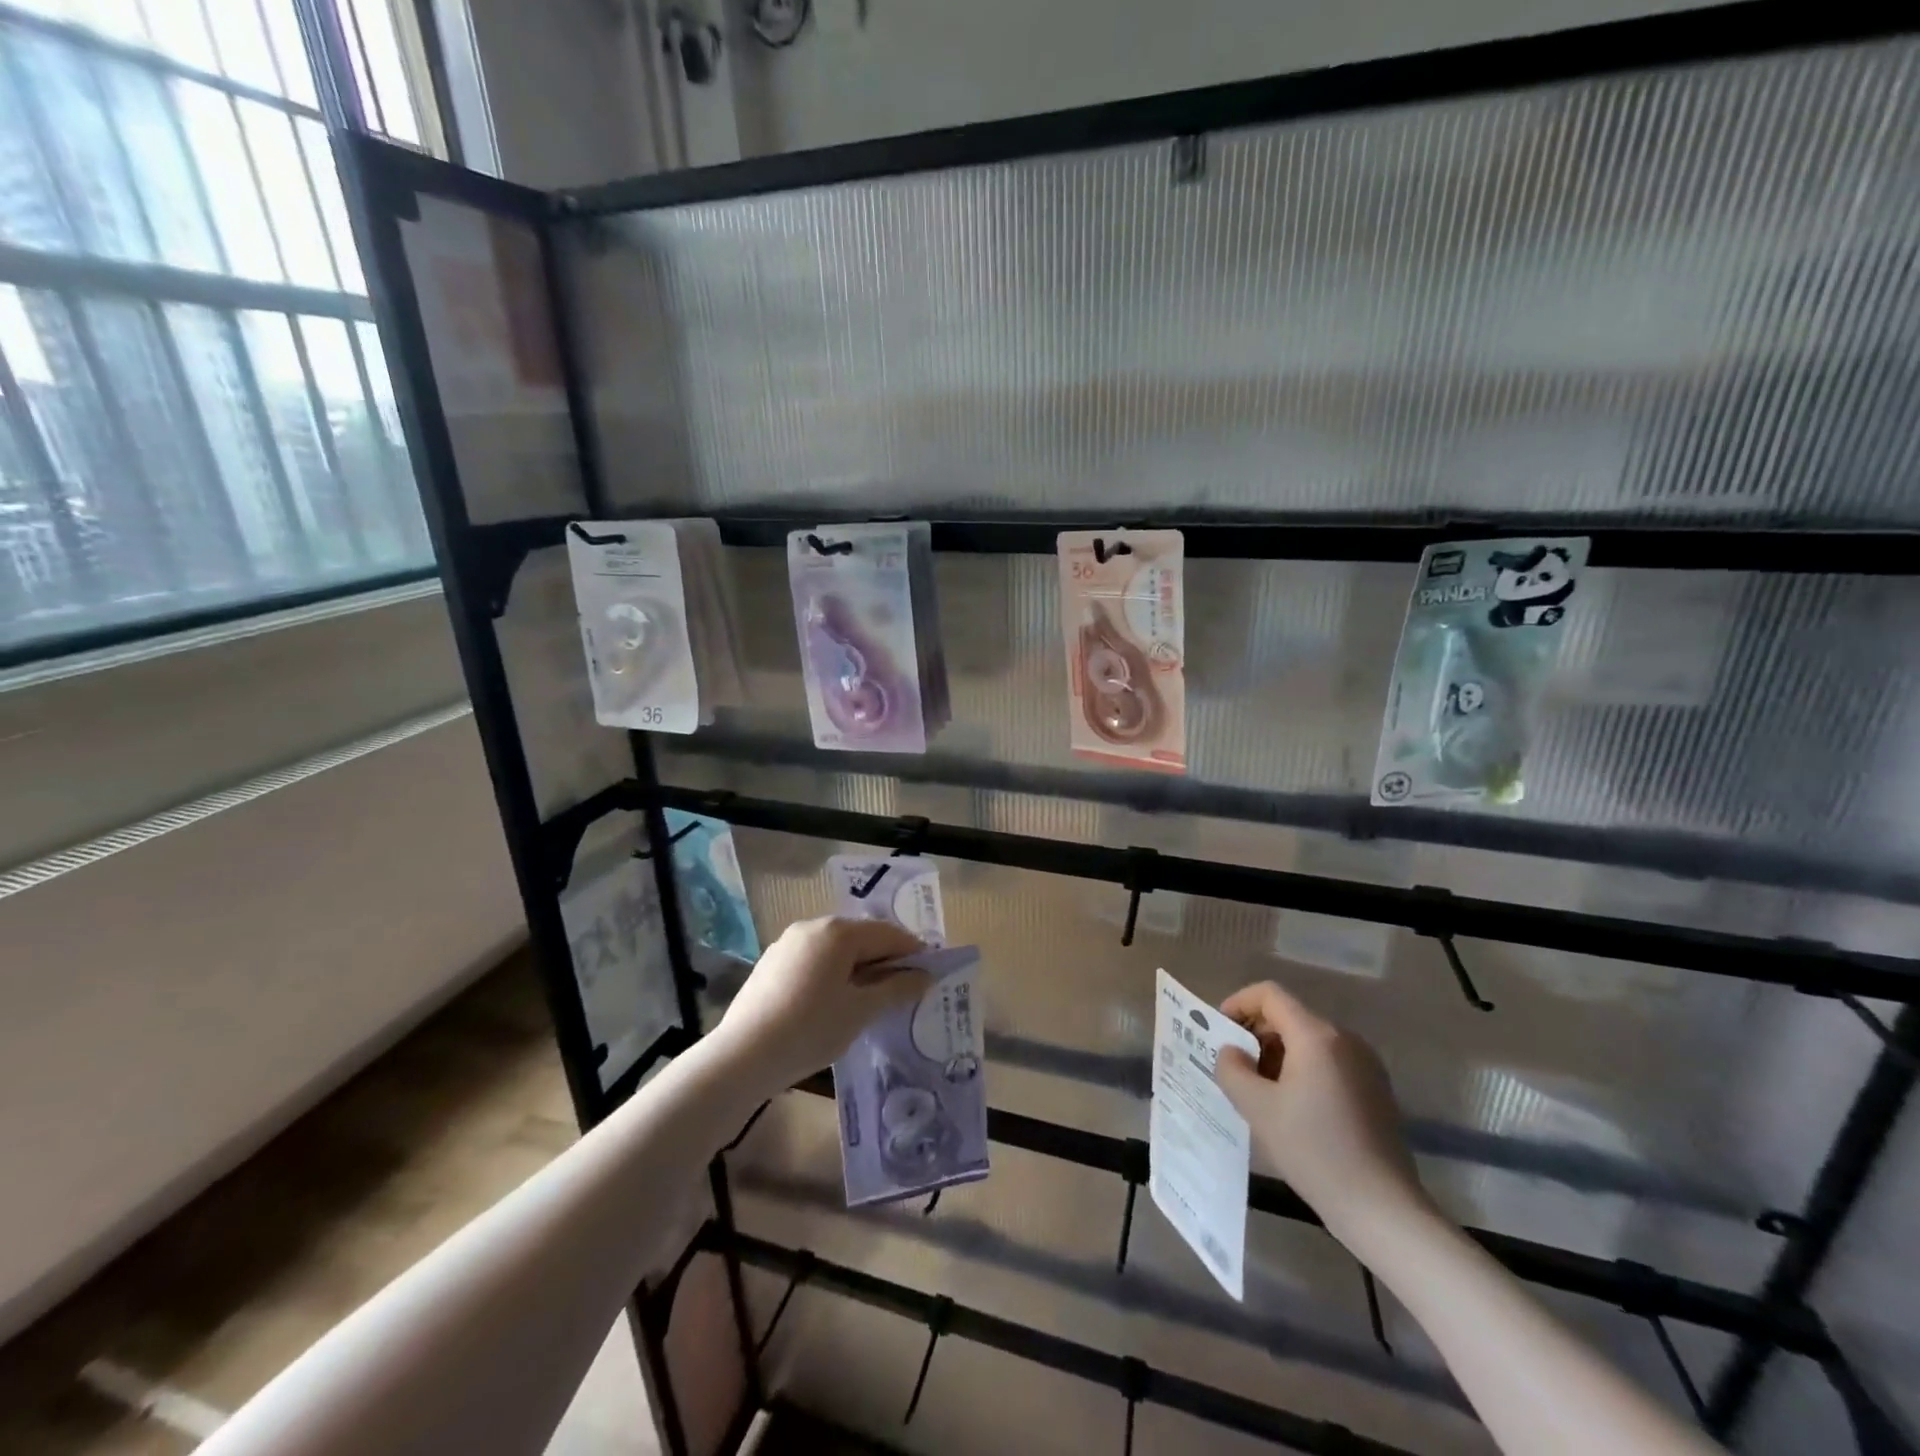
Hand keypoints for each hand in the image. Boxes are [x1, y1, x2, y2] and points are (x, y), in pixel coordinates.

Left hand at [715, 916, 930, 1094]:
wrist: (742, 1057)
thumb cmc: (810, 1029)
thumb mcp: (861, 1011)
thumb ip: (896, 989)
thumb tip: (925, 975)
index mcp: (838, 932)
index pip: (888, 934)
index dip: (913, 952)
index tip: (931, 974)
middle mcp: (813, 926)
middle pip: (861, 937)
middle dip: (885, 960)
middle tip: (904, 990)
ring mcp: (788, 943)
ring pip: (836, 950)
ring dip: (859, 968)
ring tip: (872, 1000)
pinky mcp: (772, 963)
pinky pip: (815, 961)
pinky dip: (833, 974)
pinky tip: (835, 1003)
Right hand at [1213, 981, 1431, 1243]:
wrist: (1382, 1208)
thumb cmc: (1314, 1151)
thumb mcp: (1257, 1108)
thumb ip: (1232, 1069)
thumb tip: (1231, 1052)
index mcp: (1316, 1036)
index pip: (1269, 994)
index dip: (1238, 1003)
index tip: (1220, 1033)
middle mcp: (1345, 1039)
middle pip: (1289, 1016)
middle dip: (1256, 1034)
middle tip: (1234, 1068)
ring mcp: (1365, 1064)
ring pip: (1308, 1041)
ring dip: (1277, 1054)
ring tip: (1260, 1092)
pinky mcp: (1375, 1089)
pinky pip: (1329, 1062)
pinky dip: (1302, 1070)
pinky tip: (1292, 1109)